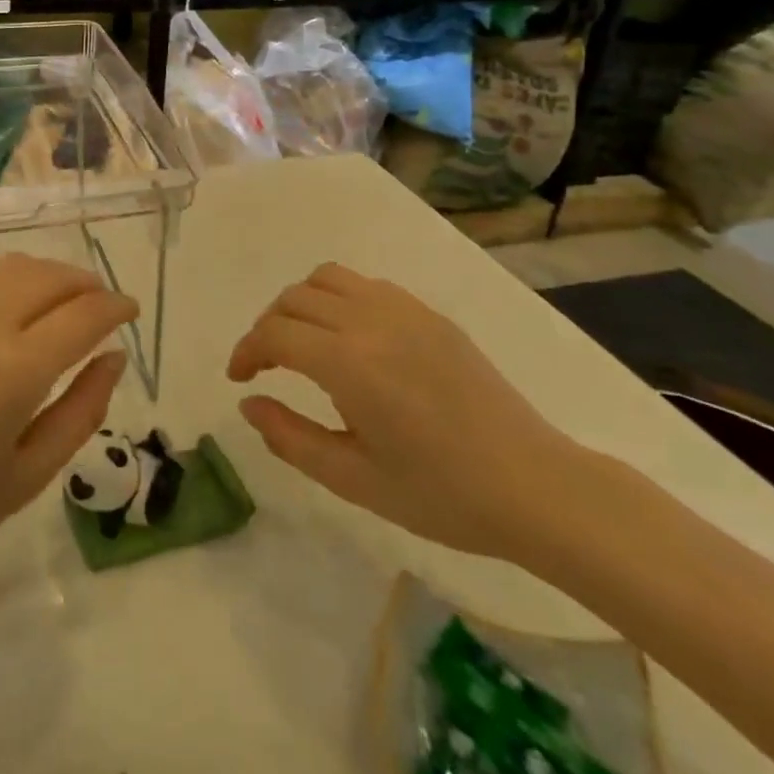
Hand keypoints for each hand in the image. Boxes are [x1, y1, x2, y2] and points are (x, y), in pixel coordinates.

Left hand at [0, 253, 136, 602]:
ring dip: (47, 277)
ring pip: (11, 267)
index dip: (116, 307)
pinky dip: (2, 285)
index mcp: (13, 373)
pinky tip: (0, 315)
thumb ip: (82, 411)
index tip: (129, 311)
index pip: (86, 314)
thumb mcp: (25, 479)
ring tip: (56, 305)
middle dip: (86, 284)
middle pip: (52, 276)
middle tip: (98, 306)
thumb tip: (114, 356)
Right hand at [229, 263, 585, 562]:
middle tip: (264, 365)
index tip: (239, 378)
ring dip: (301, 303)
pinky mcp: (430, 314)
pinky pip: (367, 286)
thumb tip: (249, 403)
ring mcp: (405, 310)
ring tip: (302, 342)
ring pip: (329, 278)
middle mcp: (371, 321)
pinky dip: (339, 298)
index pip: (275, 334)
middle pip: (295, 299)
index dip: (246, 351)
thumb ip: (290, 437)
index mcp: (349, 364)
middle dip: (267, 327)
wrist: (533, 486)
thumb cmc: (440, 494)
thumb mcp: (354, 480)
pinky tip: (349, 338)